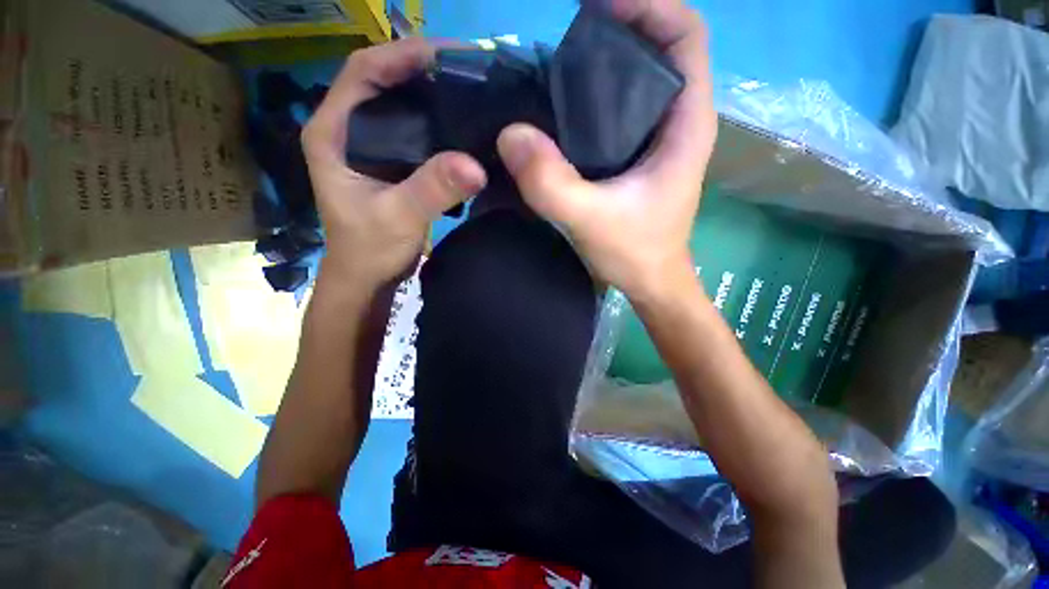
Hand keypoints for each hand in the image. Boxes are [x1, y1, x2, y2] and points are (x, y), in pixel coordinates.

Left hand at [303, 38, 486, 288]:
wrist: (363, 274)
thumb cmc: (366, 250)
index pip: (361, 69)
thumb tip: (475, 164)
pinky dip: (432, 89)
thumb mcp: (396, 220)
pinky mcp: (378, 136)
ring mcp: (359, 126)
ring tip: (472, 71)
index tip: (451, 55)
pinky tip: (461, 94)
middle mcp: (340, 119)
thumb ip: (429, 190)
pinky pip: (405, 98)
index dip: (402, 53)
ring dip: (429, 69)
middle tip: (471, 61)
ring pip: (392, 78)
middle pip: (379, 66)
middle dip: (421, 56)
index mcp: (329, 130)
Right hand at [496, 0, 716, 300]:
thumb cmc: (637, 251)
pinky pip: (638, 64)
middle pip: (672, 30)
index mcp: (689, 118)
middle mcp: (685, 104)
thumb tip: (511, 131)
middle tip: (580, 4)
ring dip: (624, 20)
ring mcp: (667, 109)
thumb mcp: (591, 223)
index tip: (606, 2)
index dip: (654, 6)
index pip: (688, 37)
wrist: (654, 275)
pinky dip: (614, 43)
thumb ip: (553, 183)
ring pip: (657, 43)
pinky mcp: (648, 118)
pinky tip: (576, 45)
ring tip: (576, 13)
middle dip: (635, 6)